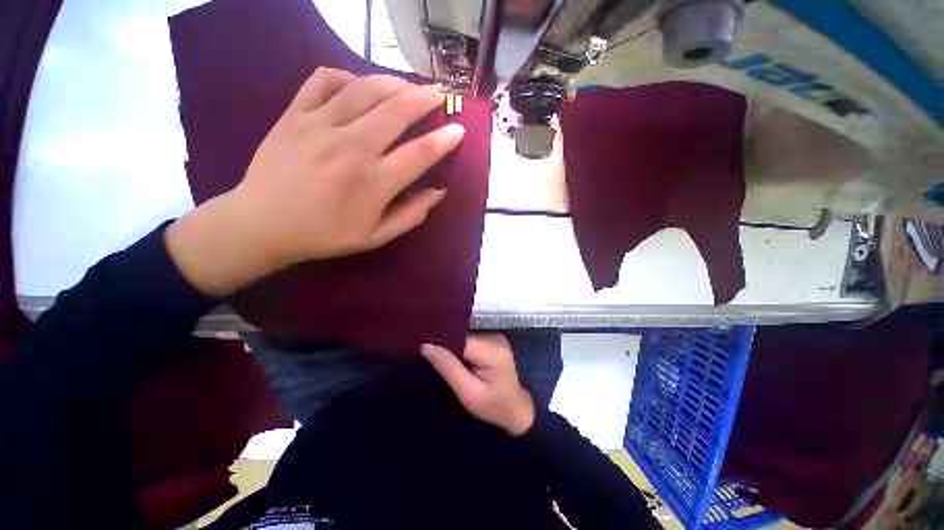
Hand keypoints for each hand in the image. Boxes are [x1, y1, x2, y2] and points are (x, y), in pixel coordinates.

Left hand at [166, 68, 464, 295]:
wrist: (262, 224)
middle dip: (424, 99)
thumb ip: (412, 215)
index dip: (445, 140)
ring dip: (393, 83)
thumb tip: (439, 192)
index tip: (458, 129)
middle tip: (439, 93)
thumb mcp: (376, 237)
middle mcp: (352, 148)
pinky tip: (357, 84)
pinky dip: (346, 76)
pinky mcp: (294, 114)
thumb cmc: (325, 235)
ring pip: (364, 89)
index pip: (420, 153)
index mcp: (374, 182)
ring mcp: (320, 126)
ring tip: (407, 85)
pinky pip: (323, 80)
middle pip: (396, 111)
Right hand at [422, 335, 535, 436]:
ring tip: (439, 355)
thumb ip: (448, 367)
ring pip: (465, 335)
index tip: (425, 348)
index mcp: (492, 350)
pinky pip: (470, 338)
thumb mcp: (468, 392)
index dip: (442, 342)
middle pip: (462, 334)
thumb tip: (426, 345)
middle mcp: (494, 337)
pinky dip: (460, 346)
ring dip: (452, 345)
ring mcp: (494, 336)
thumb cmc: (493, 406)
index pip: (460, 338)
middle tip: (429, 355)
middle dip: (446, 343)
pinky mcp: (492, 339)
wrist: (516, 409)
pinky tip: (453, 355)